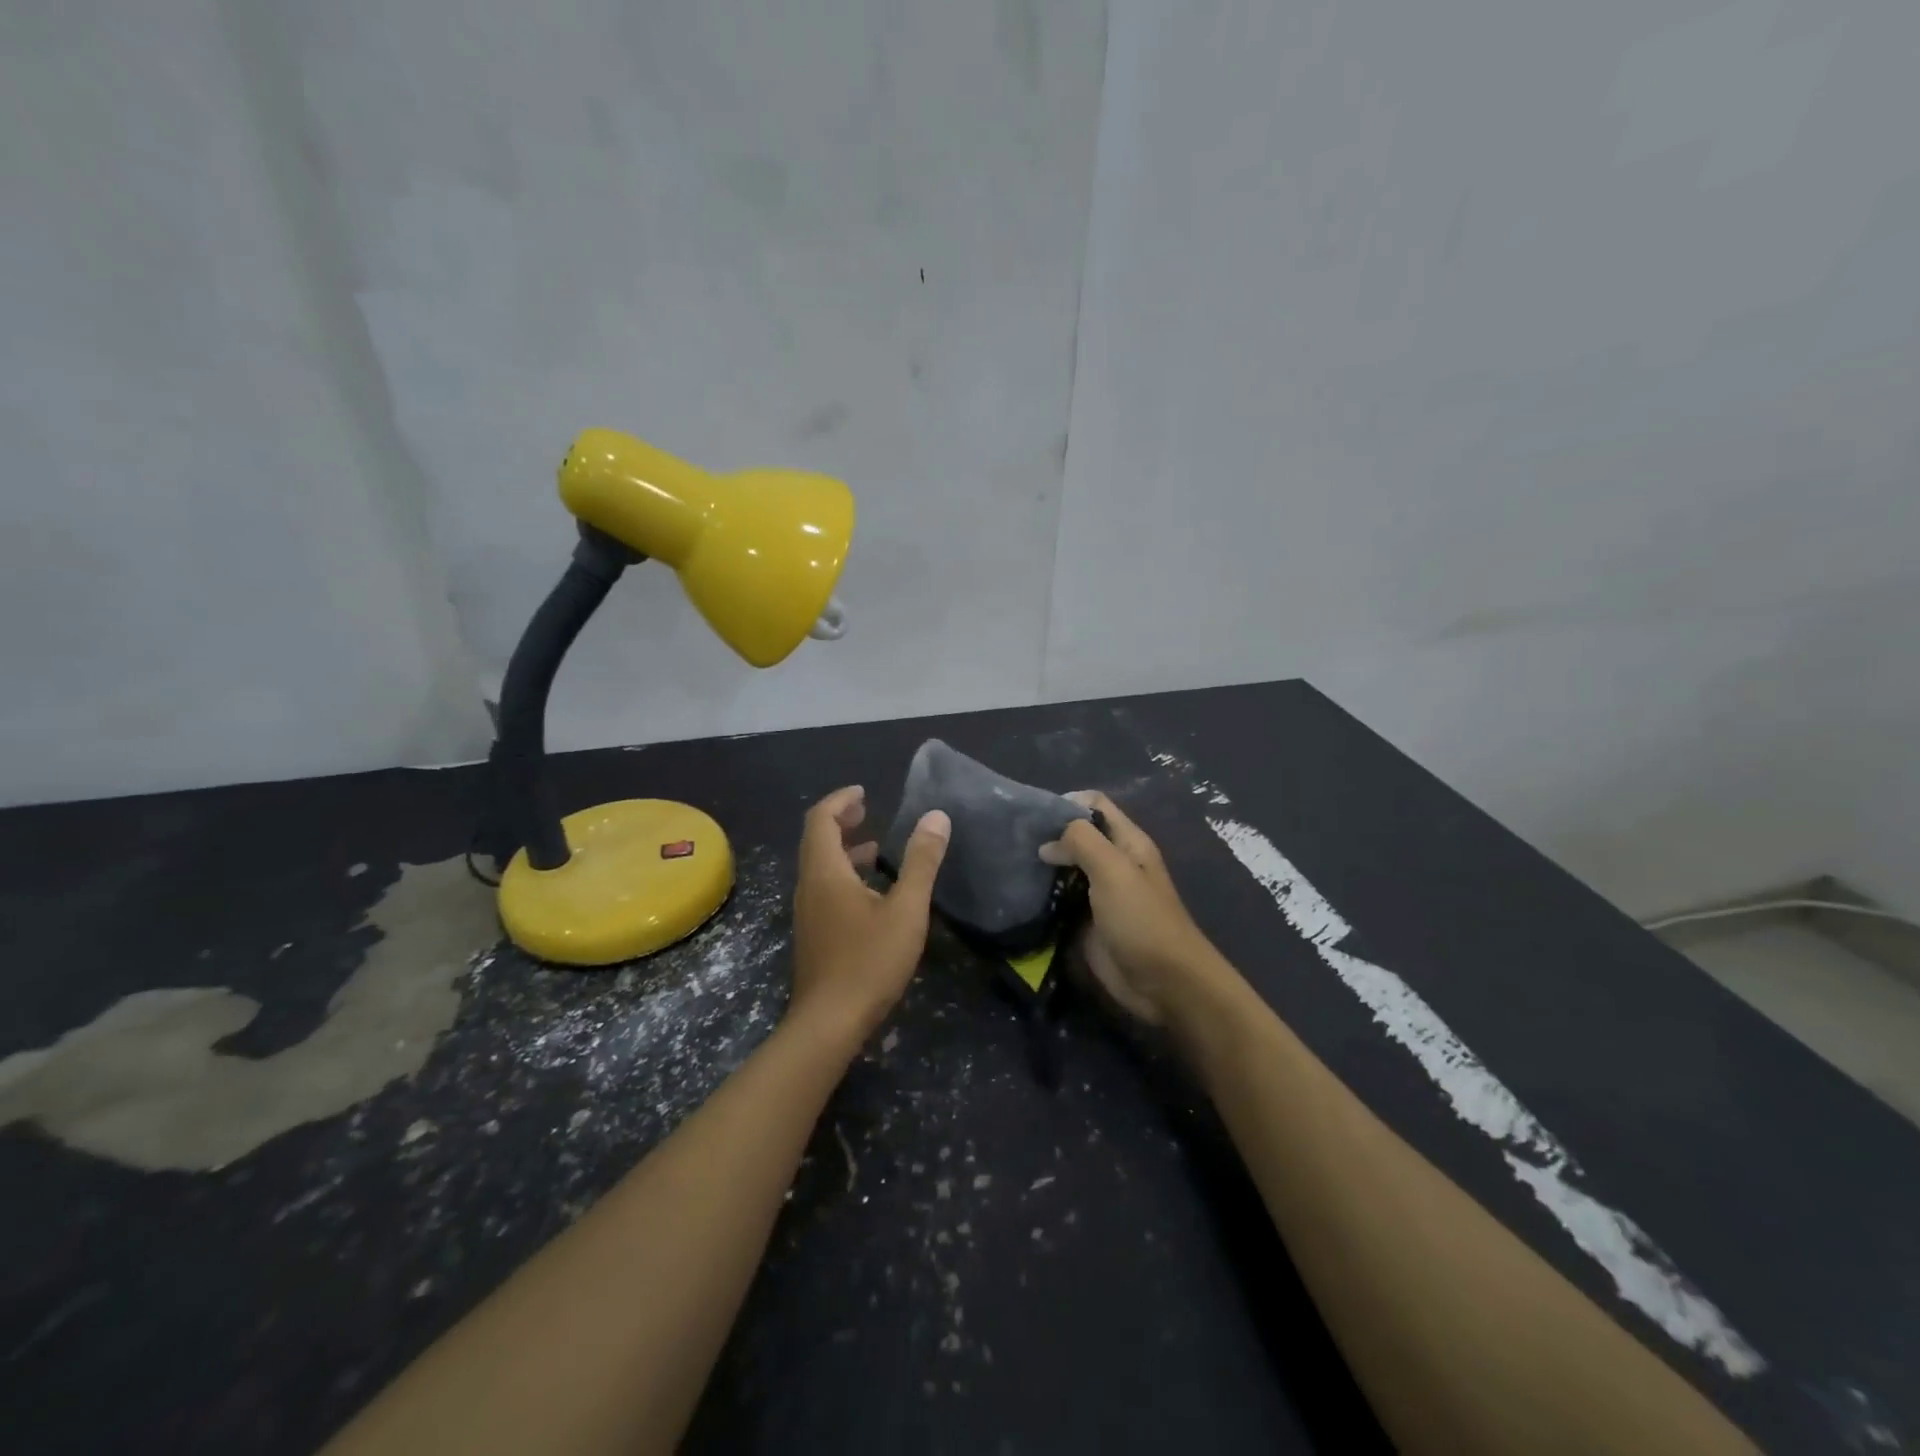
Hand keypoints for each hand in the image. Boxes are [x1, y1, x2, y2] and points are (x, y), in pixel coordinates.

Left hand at [790, 786, 950, 1044]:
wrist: (829, 1023)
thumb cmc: (869, 961)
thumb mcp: (906, 909)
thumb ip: (921, 862)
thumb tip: (936, 817)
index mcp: (825, 872)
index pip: (821, 819)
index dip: (840, 800)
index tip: (864, 792)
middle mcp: (809, 886)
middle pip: (816, 840)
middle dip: (840, 821)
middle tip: (867, 812)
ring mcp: (807, 912)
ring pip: (819, 866)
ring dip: (843, 849)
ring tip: (875, 848)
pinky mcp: (813, 933)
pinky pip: (823, 888)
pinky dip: (843, 874)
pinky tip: (871, 893)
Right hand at [1039, 791, 1221, 1024]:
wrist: (1164, 983)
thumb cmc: (1142, 919)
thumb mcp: (1113, 869)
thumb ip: (1081, 842)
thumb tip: (1048, 844)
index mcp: (1127, 842)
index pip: (1095, 805)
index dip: (1067, 803)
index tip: (1035, 816)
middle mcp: (1114, 862)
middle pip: (1077, 836)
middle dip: (1049, 835)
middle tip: (1017, 843)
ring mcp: (1100, 893)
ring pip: (1066, 868)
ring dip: (1043, 867)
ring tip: (1013, 866)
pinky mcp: (1087, 922)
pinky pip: (1061, 900)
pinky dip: (1043, 896)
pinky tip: (1021, 895)